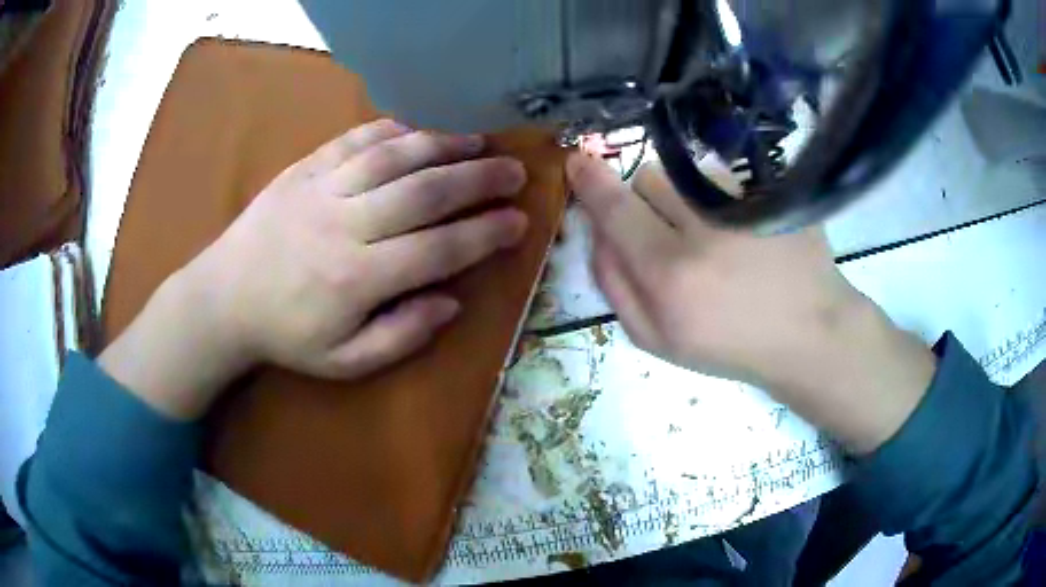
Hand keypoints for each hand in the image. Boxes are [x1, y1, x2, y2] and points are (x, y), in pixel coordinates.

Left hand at [101, 120, 527, 418]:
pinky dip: (393, 130)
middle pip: (425, 192)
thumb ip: (401, 336)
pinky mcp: (304, 169)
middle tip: (514, 172)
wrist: (224, 299)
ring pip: (394, 156)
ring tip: (479, 142)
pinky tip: (420, 130)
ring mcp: (322, 189)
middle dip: (478, 179)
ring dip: (443, 145)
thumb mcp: (344, 361)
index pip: (438, 249)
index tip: (519, 222)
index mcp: (358, 278)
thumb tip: (451, 301)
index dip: (485, 234)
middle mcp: (345, 224)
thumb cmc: (286, 334)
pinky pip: (354, 139)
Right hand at [567, 153, 935, 452]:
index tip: (578, 163)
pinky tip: (741, 229)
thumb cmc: (730, 345)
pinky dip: (716, 197)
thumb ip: (615, 287)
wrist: (807, 333)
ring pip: (684, 175)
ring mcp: (742, 205)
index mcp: (669, 275)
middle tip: (666, 231)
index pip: (615, 209)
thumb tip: (596, 234)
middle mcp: (703, 231)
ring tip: (712, 234)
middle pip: (647, 179)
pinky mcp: (770, 193)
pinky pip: (721, 178)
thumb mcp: (657, 340)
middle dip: (643, 199)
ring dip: (681, 197)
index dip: (591, 183)